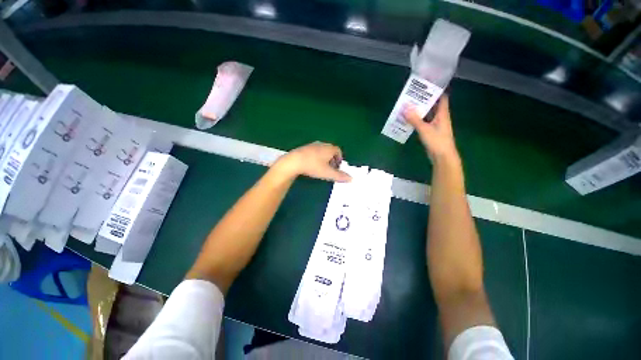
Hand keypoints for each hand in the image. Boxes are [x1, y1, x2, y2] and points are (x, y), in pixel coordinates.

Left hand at [274, 142, 351, 181]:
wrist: (294, 161)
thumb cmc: (313, 166)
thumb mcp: (328, 173)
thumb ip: (340, 176)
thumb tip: (351, 179)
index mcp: (329, 148)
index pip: (338, 151)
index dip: (339, 159)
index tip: (337, 167)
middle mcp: (322, 144)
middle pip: (330, 150)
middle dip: (332, 159)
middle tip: (330, 168)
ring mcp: (312, 145)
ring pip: (322, 151)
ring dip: (323, 158)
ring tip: (320, 167)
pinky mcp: (304, 148)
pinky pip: (314, 151)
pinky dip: (315, 157)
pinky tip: (311, 164)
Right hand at [403, 96, 458, 162]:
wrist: (442, 157)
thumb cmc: (437, 141)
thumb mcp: (424, 129)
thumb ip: (414, 119)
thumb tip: (405, 108)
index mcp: (443, 114)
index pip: (442, 97)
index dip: (436, 90)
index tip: (426, 85)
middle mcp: (440, 117)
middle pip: (433, 105)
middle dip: (424, 100)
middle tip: (412, 95)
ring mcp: (436, 125)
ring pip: (427, 115)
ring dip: (419, 111)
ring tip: (408, 106)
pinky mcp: (431, 133)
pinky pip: (424, 123)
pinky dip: (417, 120)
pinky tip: (409, 119)